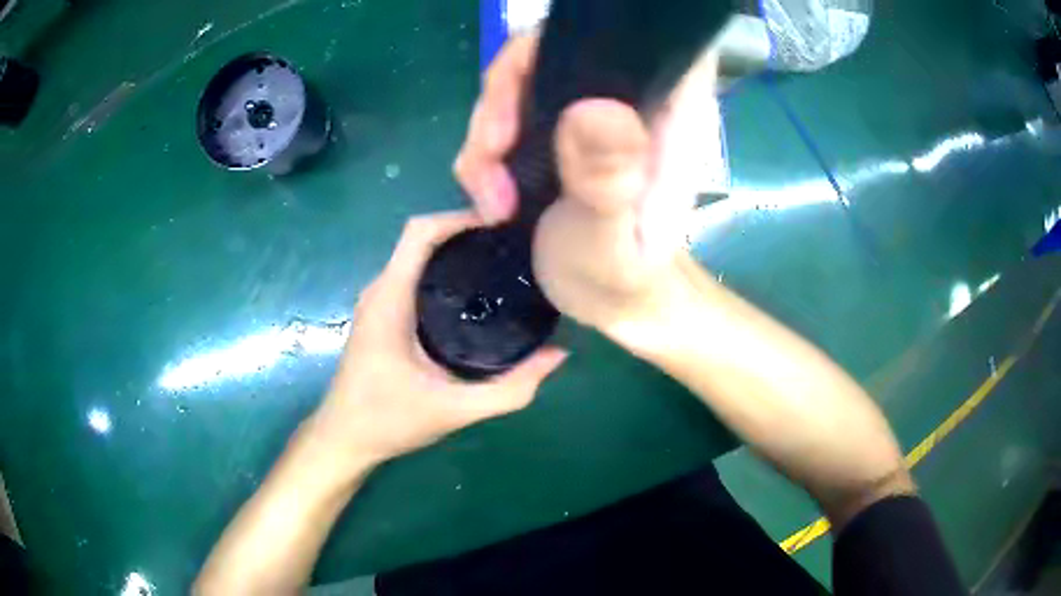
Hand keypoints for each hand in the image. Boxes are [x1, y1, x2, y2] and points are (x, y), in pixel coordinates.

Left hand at [308, 212, 567, 471]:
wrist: (344, 438)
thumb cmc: (388, 421)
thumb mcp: (455, 409)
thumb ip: (510, 388)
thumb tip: (558, 354)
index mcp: (390, 298)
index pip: (420, 231)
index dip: (460, 217)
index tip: (503, 224)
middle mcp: (381, 290)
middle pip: (423, 238)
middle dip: (467, 232)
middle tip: (515, 245)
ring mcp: (378, 301)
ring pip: (418, 256)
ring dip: (456, 251)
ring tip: (503, 264)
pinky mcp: (382, 314)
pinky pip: (414, 276)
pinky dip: (445, 272)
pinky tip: (477, 294)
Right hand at [453, 34, 719, 335]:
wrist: (614, 304)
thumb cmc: (625, 280)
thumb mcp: (612, 243)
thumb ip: (609, 180)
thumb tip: (591, 106)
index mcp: (663, 114)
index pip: (631, 37)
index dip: (578, 38)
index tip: (533, 82)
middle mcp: (625, 100)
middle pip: (549, 53)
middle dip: (503, 96)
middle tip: (489, 158)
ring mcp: (584, 115)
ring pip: (517, 84)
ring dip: (485, 135)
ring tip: (489, 200)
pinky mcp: (554, 133)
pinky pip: (503, 116)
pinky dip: (483, 152)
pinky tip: (488, 197)